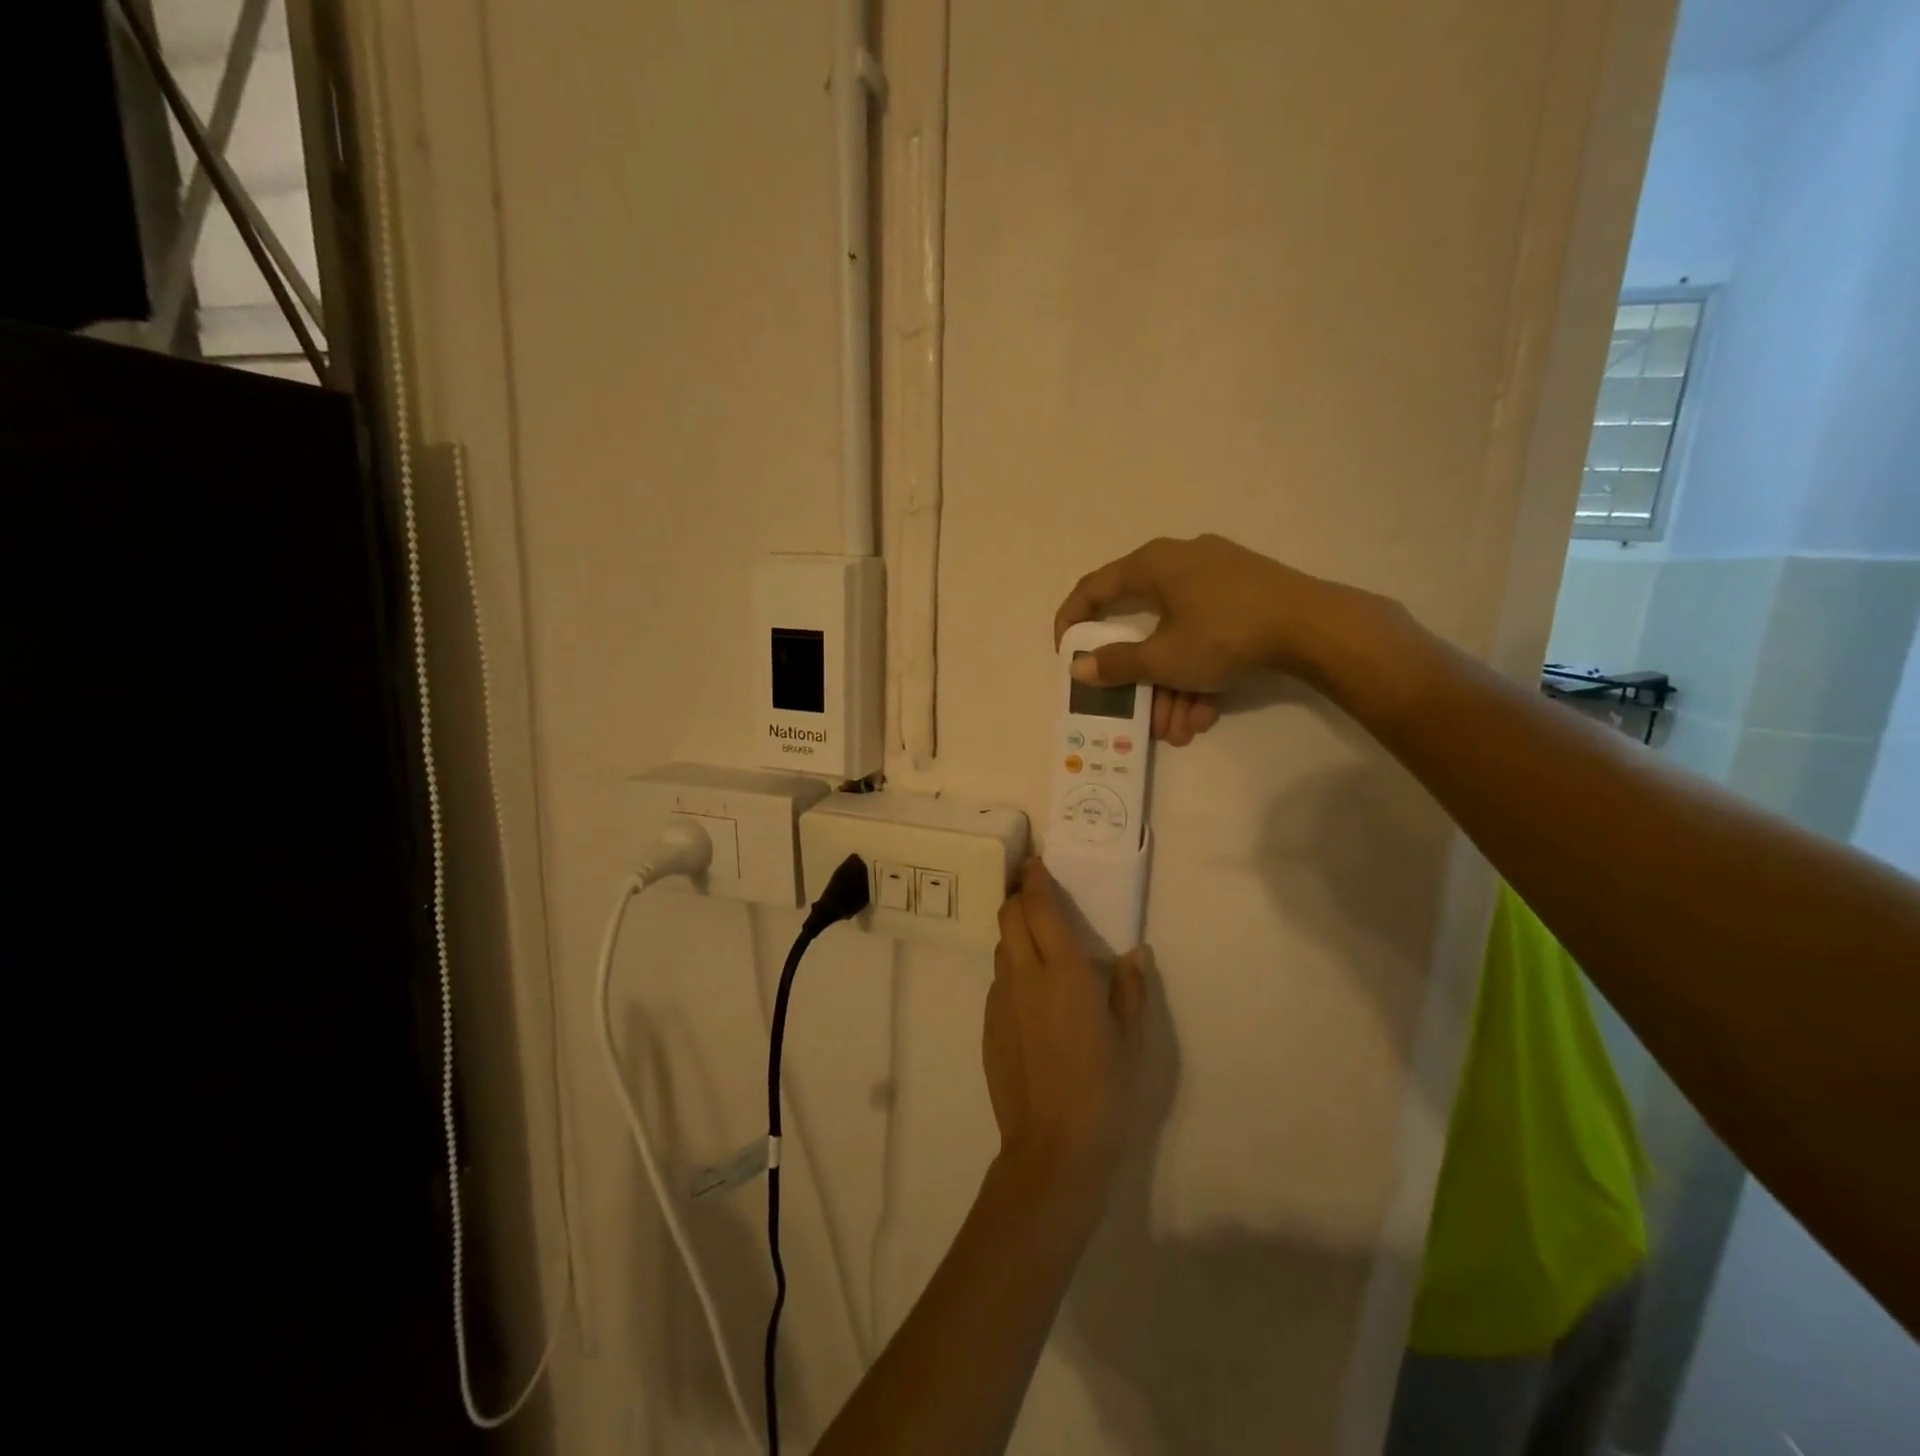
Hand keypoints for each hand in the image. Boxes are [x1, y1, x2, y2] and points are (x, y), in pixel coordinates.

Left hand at [985, 860, 1144, 1221]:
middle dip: (1019, 896)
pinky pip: (998, 982)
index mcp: (1064, 973)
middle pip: (1009, 917)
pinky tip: (1032, 995)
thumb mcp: (1132, 1040)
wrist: (1053, 1149)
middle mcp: (1025, 976)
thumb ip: (1131, 990)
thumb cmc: (1105, 1092)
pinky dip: (1012, 969)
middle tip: (1036, 892)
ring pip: (1001, 948)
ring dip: (1015, 933)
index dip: (1035, 880)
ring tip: (1038, 942)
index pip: (1040, 908)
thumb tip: (1136, 954)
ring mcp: (1001, 1001)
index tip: (1037, 863)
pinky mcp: (988, 1025)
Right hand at [1054, 536, 1369, 741]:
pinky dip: (1200, 672)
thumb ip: (1116, 664)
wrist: (1316, 627)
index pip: (1094, 588)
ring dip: (1172, 687)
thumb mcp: (1163, 658)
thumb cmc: (1224, 634)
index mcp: (1153, 564)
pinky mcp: (1246, 595)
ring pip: (1178, 636)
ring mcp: (1217, 578)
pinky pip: (1207, 634)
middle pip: (1142, 624)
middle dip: (1139, 679)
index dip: (1071, 621)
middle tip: (1136, 711)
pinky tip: (1205, 715)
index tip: (1065, 655)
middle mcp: (1180, 562)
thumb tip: (1079, 667)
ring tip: (1179, 731)